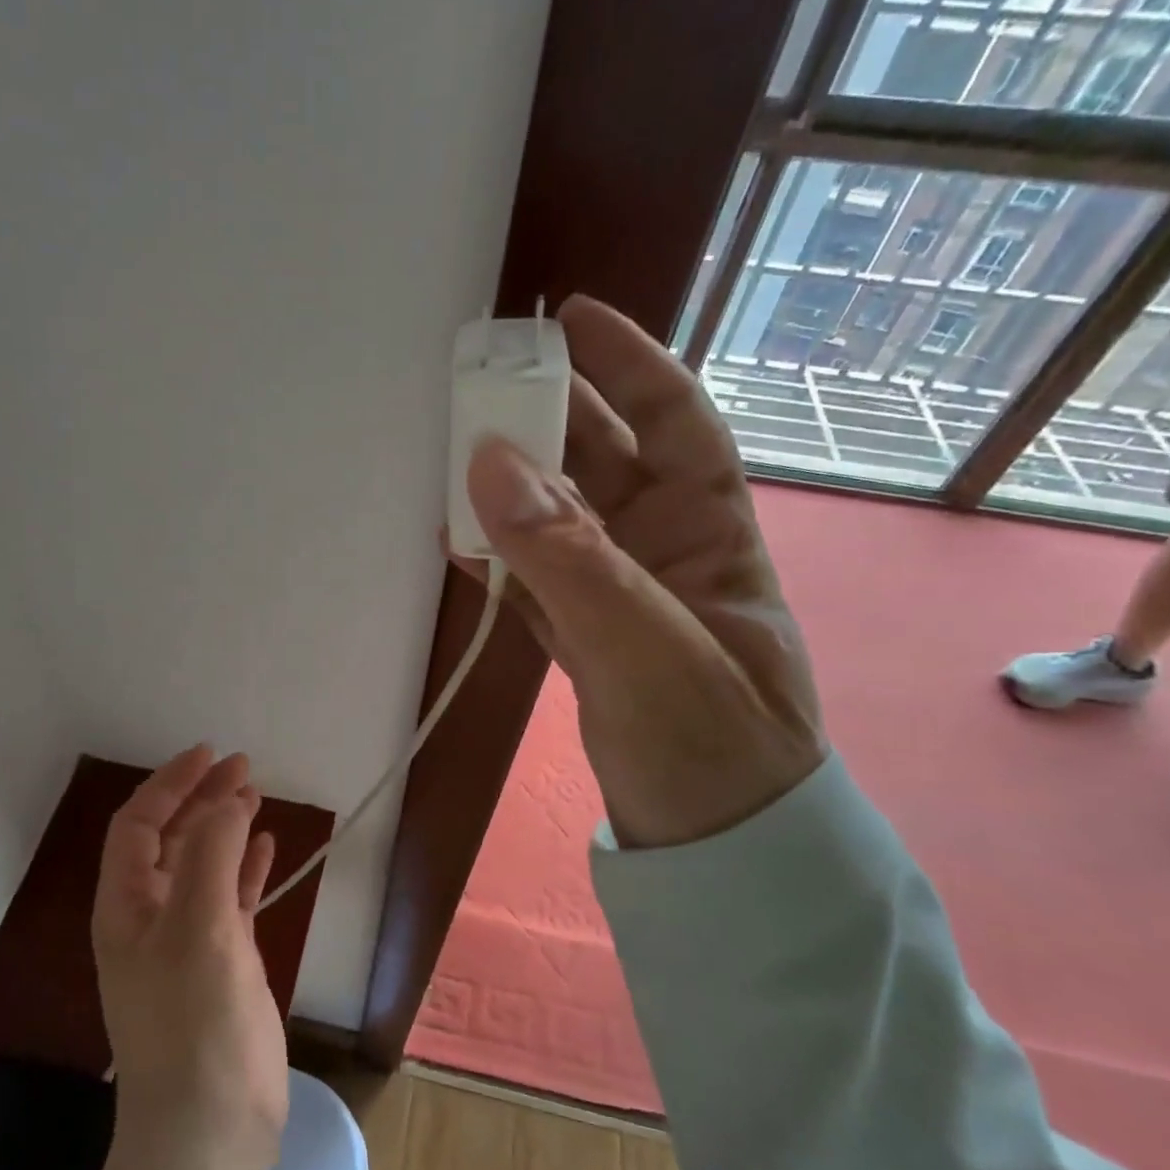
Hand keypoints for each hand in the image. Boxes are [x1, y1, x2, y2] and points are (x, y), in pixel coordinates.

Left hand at [92, 746, 286, 1164]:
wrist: (208, 1129)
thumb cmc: (194, 1022)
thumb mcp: (198, 927)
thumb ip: (211, 855)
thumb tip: (227, 800)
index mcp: (127, 905)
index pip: (138, 825)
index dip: (170, 784)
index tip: (211, 754)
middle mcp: (151, 916)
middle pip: (172, 839)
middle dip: (203, 798)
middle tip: (245, 767)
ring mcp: (187, 940)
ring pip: (204, 865)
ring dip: (225, 827)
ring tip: (255, 795)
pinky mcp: (221, 962)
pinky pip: (231, 898)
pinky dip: (245, 868)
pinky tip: (266, 847)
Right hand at [461, 294, 826, 847]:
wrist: (717, 852)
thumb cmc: (712, 748)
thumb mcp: (647, 649)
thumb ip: (570, 559)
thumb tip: (490, 461)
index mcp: (710, 534)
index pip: (674, 423)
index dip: (629, 362)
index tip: (570, 317)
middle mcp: (665, 552)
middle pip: (601, 464)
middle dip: (545, 421)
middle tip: (479, 387)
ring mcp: (620, 597)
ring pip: (557, 520)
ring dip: (509, 490)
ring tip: (452, 460)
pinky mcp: (583, 639)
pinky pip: (534, 578)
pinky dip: (498, 558)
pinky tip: (458, 542)